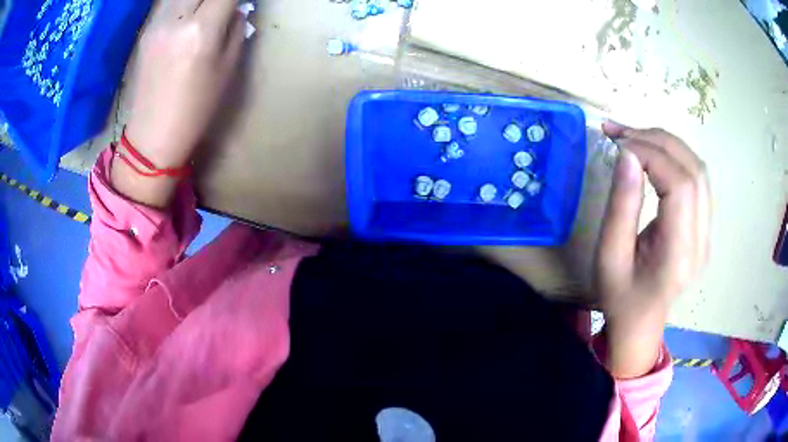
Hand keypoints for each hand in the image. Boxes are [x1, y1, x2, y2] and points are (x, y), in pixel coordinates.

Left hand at [124, 0, 244, 167]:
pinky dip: (181, 4)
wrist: (153, 136)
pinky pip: (167, 4)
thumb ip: (235, 30)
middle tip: (220, 7)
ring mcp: (156, 24)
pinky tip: (186, 15)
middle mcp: (176, 19)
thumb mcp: (227, 69)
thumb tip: (237, 9)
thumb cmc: (195, 108)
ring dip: (196, 0)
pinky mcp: (145, 32)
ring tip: (203, 10)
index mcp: (201, 30)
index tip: (240, 1)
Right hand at [595, 122, 710, 377]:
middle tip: (621, 132)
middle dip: (657, 140)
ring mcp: (706, 232)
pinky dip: (675, 156)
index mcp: (679, 253)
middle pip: (693, 169)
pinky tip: (653, 154)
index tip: (618, 145)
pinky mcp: (703, 225)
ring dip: (667, 143)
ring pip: (698, 169)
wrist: (641, 322)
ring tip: (635, 137)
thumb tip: (627, 154)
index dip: (651, 154)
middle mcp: (701, 239)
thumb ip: (622, 205)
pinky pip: (696, 179)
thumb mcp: (610, 255)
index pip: (680, 184)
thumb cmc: (620, 296)